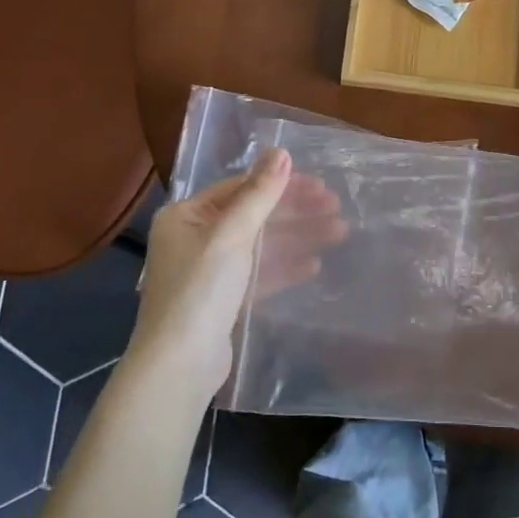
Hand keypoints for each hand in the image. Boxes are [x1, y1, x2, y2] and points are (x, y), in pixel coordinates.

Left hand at [122, 150, 346, 403]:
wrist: (179, 366)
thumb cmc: (200, 290)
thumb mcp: (231, 235)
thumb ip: (259, 194)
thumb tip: (280, 151)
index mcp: (186, 216)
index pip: (240, 189)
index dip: (281, 185)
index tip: (320, 186)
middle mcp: (194, 238)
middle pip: (253, 215)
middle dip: (295, 212)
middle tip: (336, 208)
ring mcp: (208, 271)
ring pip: (260, 245)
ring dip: (297, 238)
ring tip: (339, 232)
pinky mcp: (223, 299)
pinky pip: (258, 273)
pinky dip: (284, 267)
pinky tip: (314, 265)